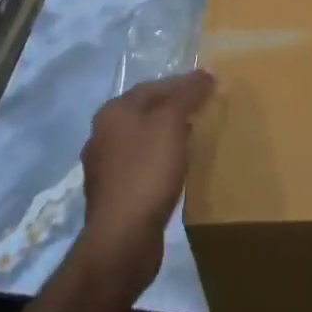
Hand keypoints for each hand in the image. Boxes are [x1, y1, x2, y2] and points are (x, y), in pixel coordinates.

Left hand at [79, 70, 214, 287]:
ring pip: (142, 140)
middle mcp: (102, 134)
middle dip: (174, 110)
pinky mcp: (112, 196)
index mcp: (113, 111)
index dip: (182, 84)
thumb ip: (188, 94)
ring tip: (194, 141)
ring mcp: (104, 167)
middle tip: (204, 113)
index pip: (152, 86)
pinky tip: (176, 171)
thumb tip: (206, 72)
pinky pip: (140, 167)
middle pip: (145, 112)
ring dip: (166, 137)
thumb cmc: (147, 171)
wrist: (123, 239)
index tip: (209, 89)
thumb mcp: (172, 123)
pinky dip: (159, 162)